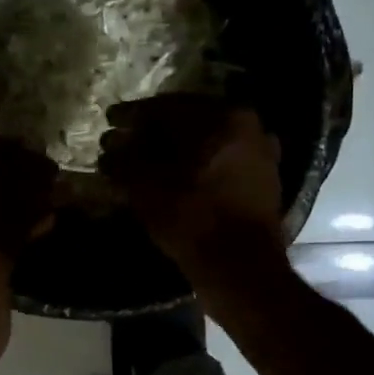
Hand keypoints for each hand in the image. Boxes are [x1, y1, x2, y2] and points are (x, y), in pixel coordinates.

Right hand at [99, 96, 284, 282]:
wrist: (241, 268)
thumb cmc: (192, 218)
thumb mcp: (145, 185)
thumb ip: (124, 158)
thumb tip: (111, 146)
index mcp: (222, 116)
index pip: (165, 106)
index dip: (131, 115)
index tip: (110, 121)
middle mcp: (247, 124)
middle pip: (188, 121)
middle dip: (153, 132)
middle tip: (125, 142)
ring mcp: (260, 152)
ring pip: (206, 142)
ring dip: (175, 150)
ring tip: (146, 163)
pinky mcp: (263, 179)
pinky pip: (221, 161)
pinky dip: (197, 166)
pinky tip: (175, 179)